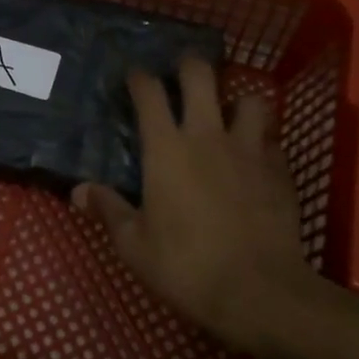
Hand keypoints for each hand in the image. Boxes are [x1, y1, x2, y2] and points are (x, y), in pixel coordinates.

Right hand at [73, 56, 320, 353]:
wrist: (261, 293)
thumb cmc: (187, 267)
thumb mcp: (134, 246)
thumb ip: (108, 210)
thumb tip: (78, 191)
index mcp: (166, 148)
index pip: (149, 92)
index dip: (139, 77)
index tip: (133, 76)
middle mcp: (207, 135)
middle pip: (201, 75)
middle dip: (189, 65)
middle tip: (182, 75)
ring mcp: (249, 150)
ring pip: (250, 99)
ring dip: (237, 101)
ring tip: (228, 116)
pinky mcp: (281, 171)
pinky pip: (273, 141)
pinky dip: (263, 142)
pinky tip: (256, 160)